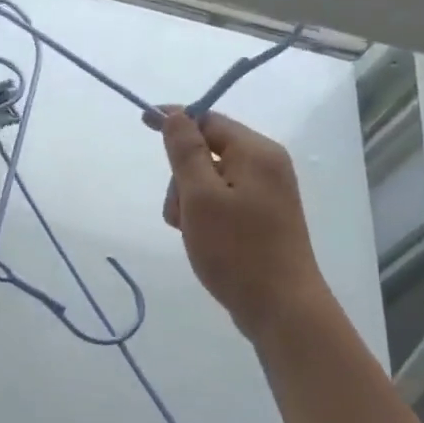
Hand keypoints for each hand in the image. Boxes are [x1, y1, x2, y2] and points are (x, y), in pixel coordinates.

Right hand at [160, 109, 325, 336]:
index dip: (175, 121)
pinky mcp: (262, 218)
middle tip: (180, 213)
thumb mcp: (200, 198)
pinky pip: (222, 201)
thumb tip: (175, 115)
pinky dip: (205, 215)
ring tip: (192, 234)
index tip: (143, 123)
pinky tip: (203, 240)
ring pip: (210, 180)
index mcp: (256, 153)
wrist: (280, 306)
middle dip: (182, 178)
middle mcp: (266, 166)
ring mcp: (266, 194)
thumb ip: (185, 153)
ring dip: (189, 201)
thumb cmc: (236, 249)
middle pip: (207, 152)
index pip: (208, 120)